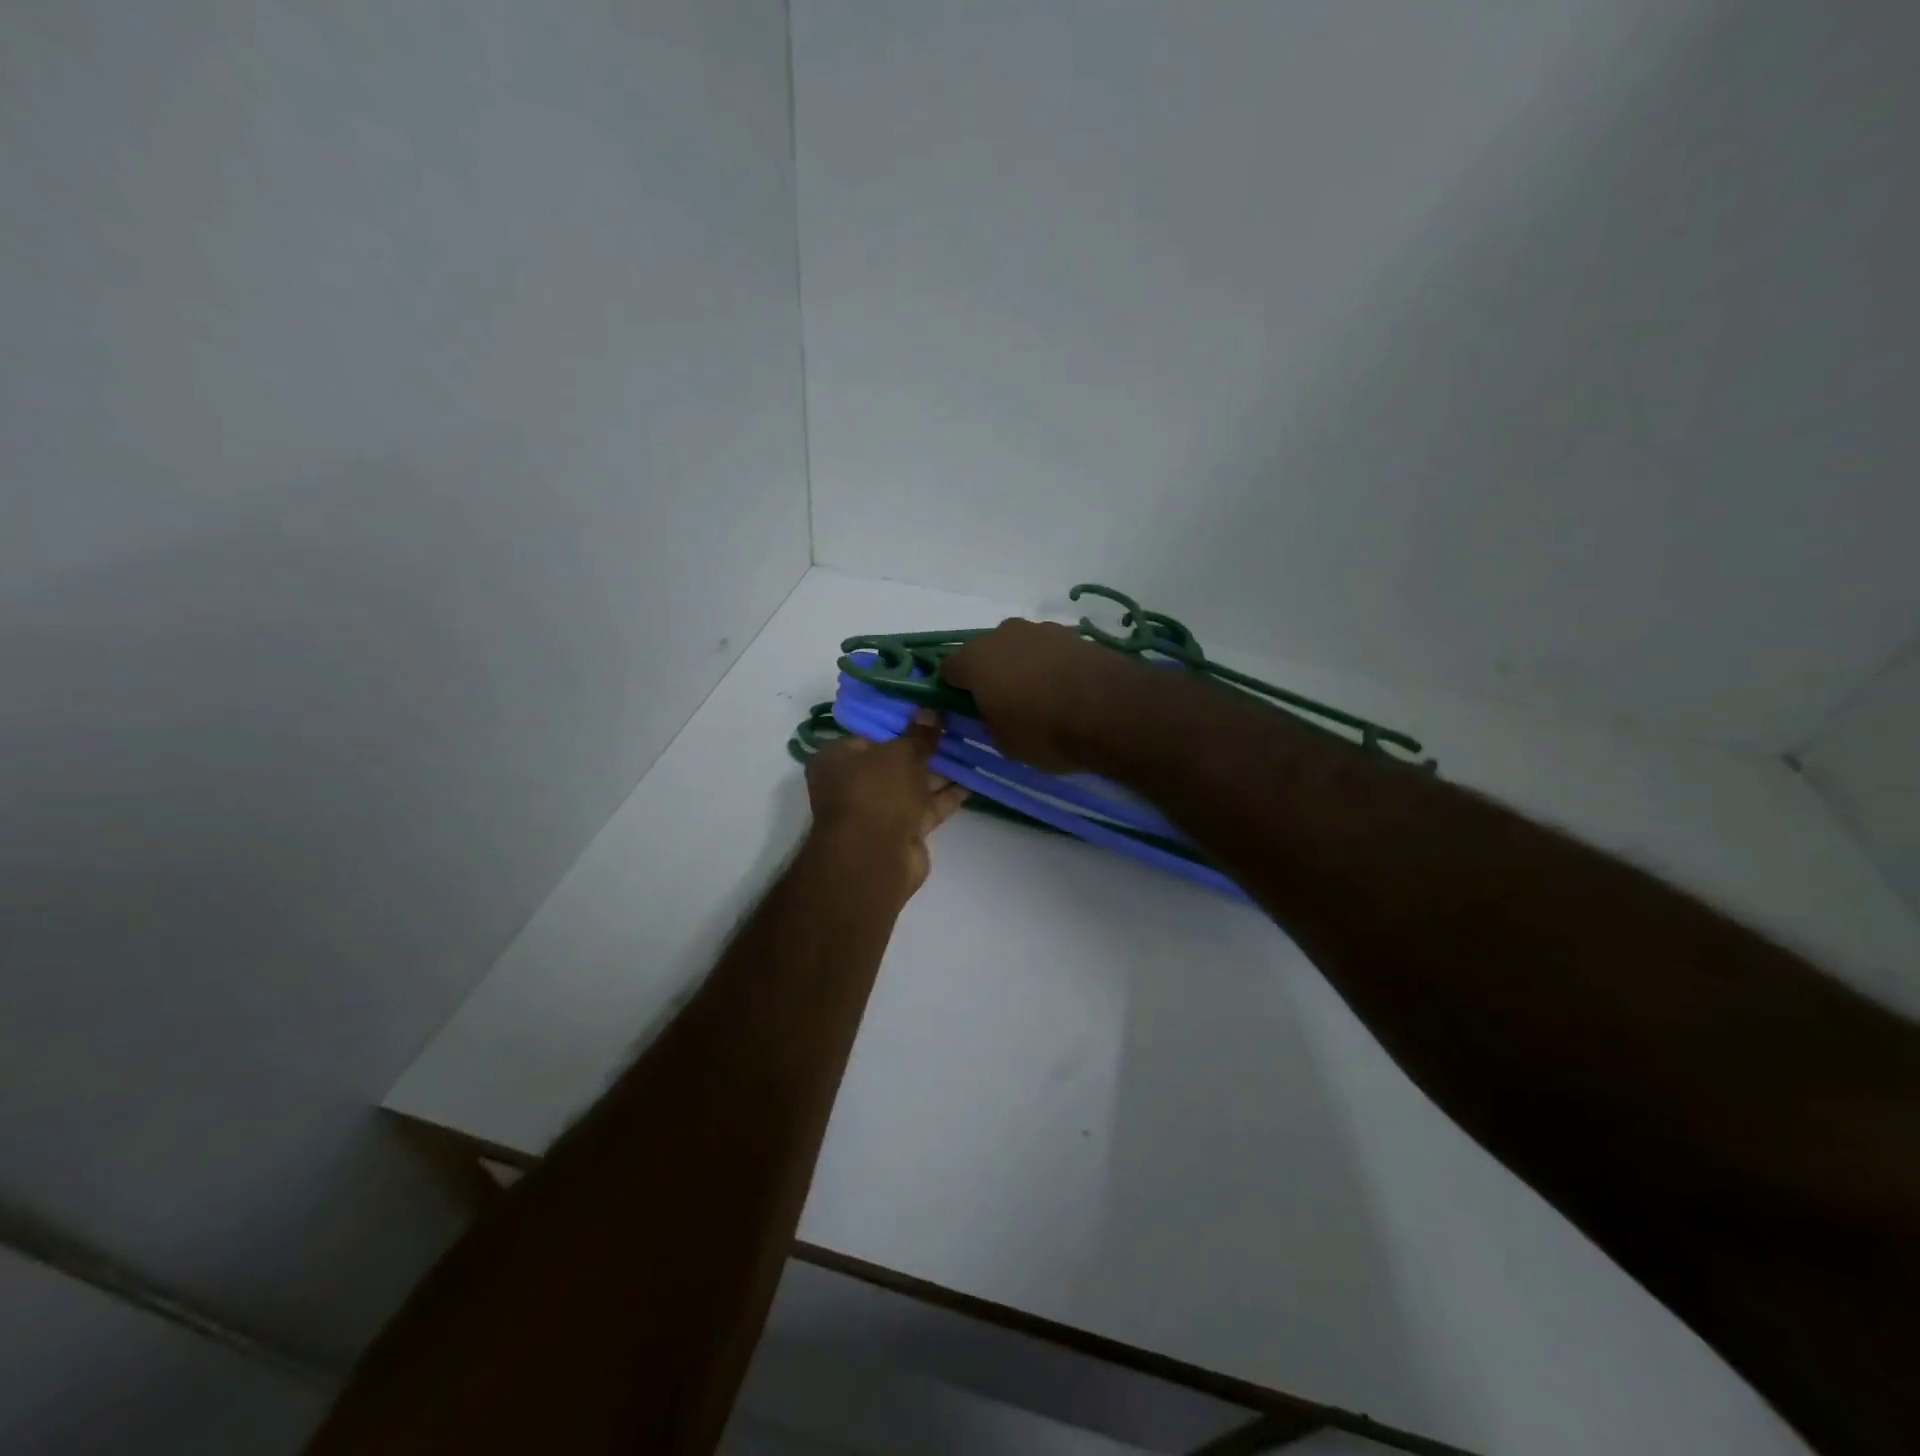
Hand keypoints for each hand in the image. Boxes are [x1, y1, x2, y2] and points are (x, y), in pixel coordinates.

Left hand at [805, 712, 968, 892]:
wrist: (876, 857)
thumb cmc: (877, 792)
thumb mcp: (901, 753)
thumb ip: (920, 734)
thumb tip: (931, 710)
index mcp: (837, 758)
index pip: (869, 733)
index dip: (898, 722)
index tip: (927, 711)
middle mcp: (853, 783)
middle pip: (893, 760)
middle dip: (923, 748)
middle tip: (955, 727)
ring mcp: (878, 810)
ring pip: (913, 784)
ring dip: (940, 771)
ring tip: (971, 749)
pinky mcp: (901, 832)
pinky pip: (926, 807)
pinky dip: (946, 796)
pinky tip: (973, 780)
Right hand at [940, 619, 1140, 771]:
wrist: (1111, 711)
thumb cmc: (1044, 731)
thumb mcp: (1004, 743)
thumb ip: (988, 723)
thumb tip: (992, 713)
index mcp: (975, 659)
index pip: (949, 669)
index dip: (953, 689)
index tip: (966, 709)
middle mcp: (1003, 635)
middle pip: (986, 653)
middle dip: (990, 674)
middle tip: (1004, 704)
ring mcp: (1041, 630)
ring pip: (1020, 649)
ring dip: (1023, 668)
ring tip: (1041, 699)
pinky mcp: (1073, 635)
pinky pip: (1049, 652)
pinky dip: (1051, 667)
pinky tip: (1065, 691)